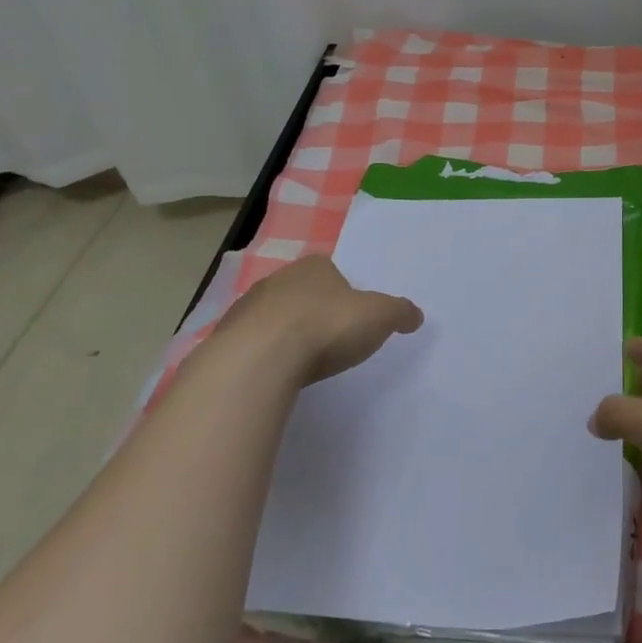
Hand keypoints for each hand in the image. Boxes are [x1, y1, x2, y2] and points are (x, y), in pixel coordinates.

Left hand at [206, 254, 422, 385]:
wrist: (261, 359)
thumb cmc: (326, 326)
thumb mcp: (380, 316)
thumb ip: (400, 312)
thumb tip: (415, 315)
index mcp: (314, 267)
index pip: (332, 271)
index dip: (344, 292)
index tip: (353, 316)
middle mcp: (277, 280)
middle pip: (301, 293)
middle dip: (314, 311)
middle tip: (331, 339)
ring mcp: (246, 309)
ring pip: (273, 318)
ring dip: (286, 334)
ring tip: (304, 362)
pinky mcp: (226, 340)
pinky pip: (252, 345)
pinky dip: (264, 356)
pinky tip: (277, 375)